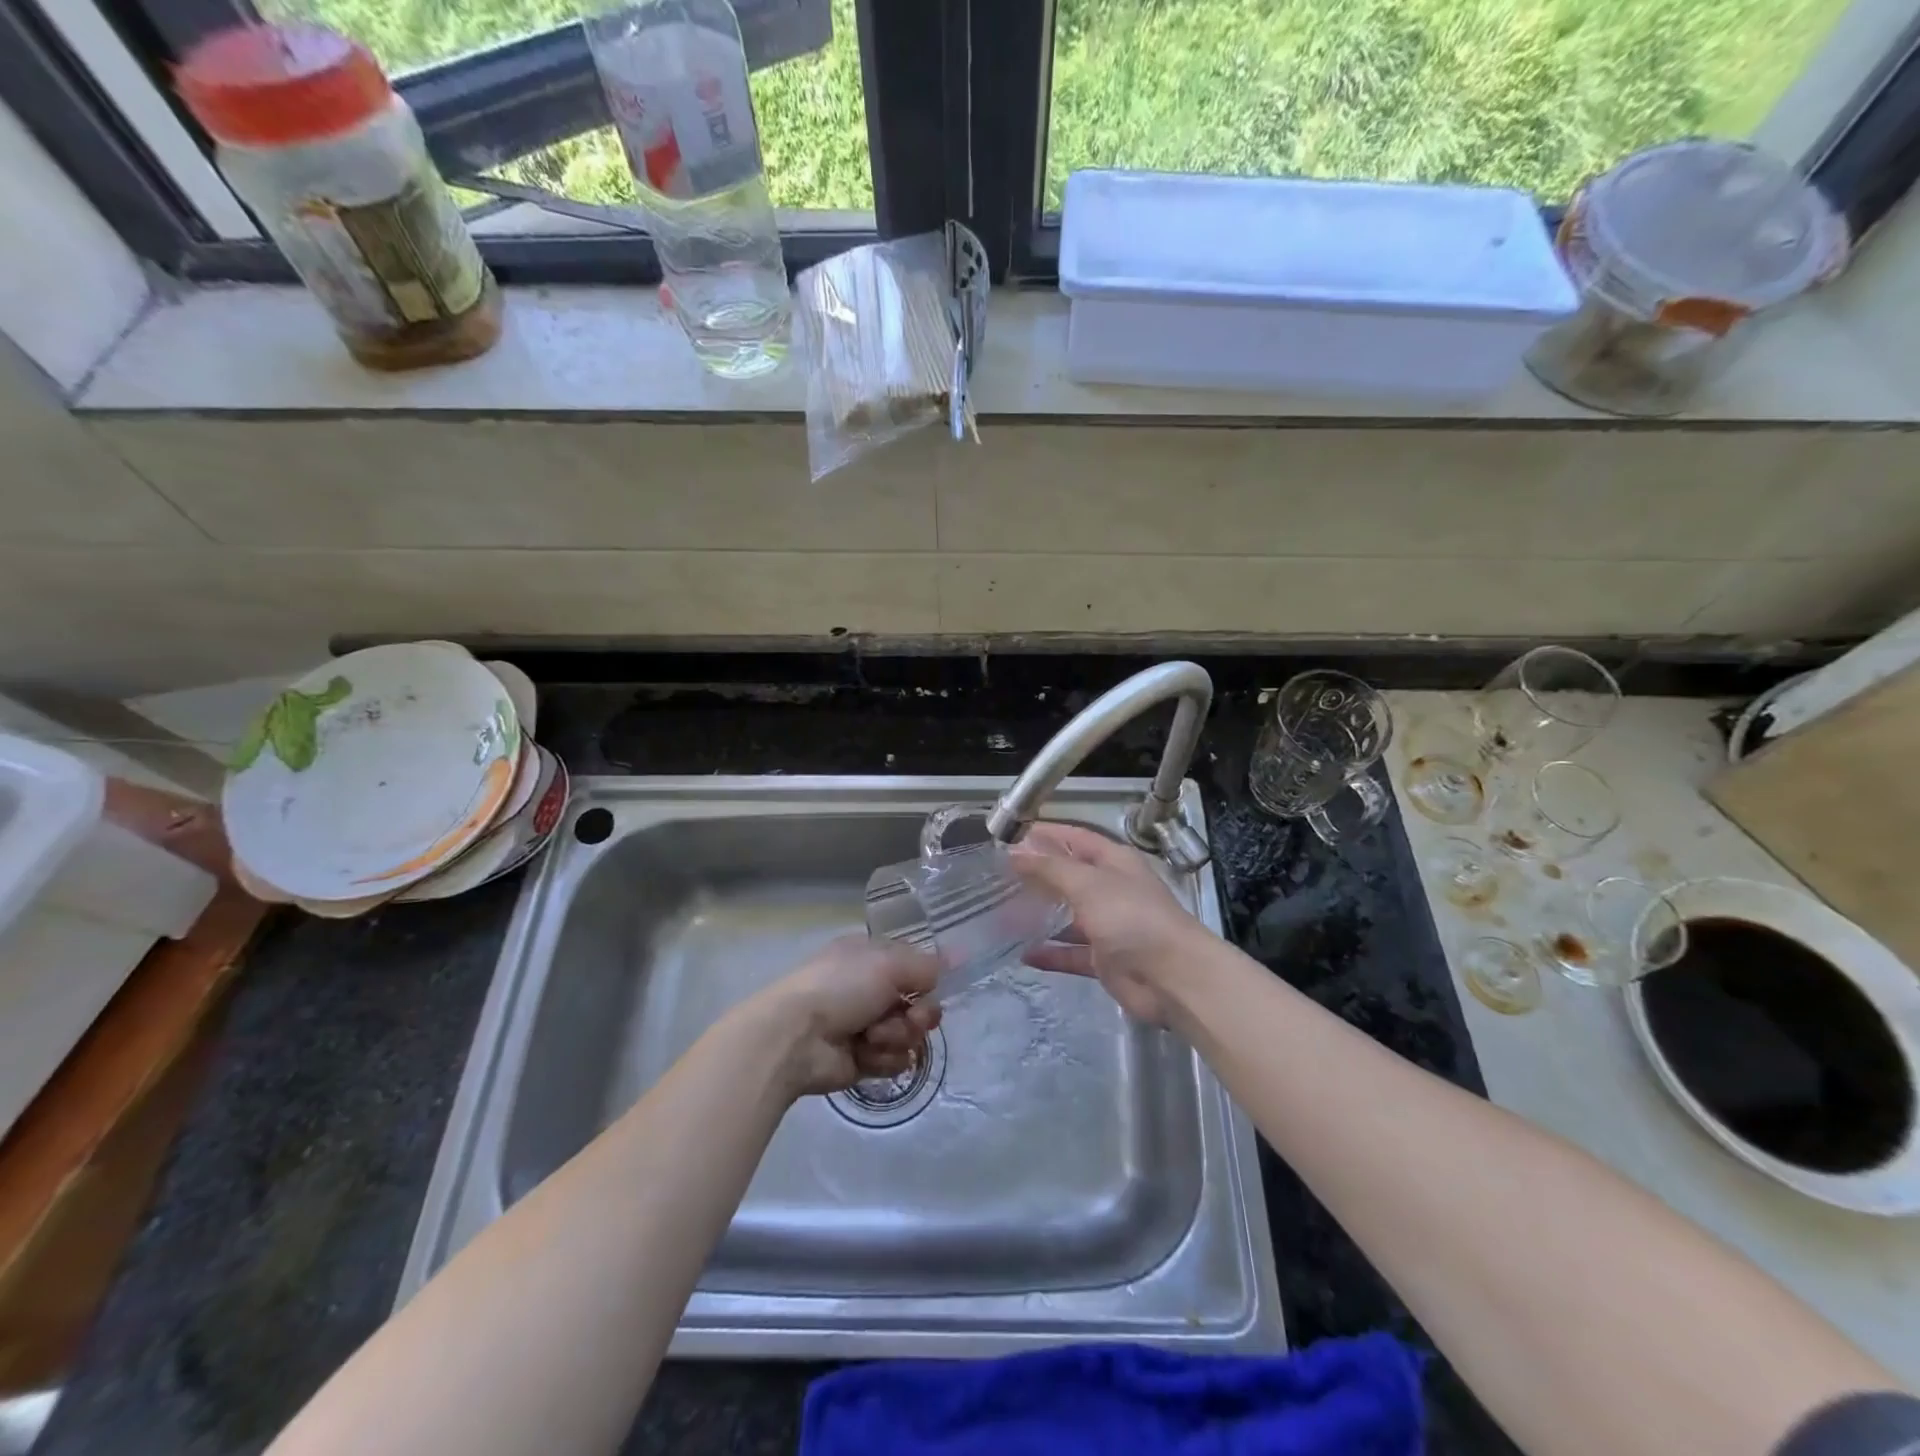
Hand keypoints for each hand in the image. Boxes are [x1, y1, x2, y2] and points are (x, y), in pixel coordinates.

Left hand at [746, 934, 942, 1098]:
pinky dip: (883, 1058)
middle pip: (918, 1003)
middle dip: (919, 1014)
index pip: (915, 967)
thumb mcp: (889, 963)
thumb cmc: (841, 986)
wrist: (796, 1036)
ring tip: (872, 1037)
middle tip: (910, 1018)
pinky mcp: (863, 1059)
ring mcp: (866, 1026)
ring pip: (909, 1034)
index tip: (934, 986)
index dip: (927, 979)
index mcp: (871, 958)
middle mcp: (870, 989)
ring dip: (897, 1037)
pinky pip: (894, 1060)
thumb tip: (959, 957)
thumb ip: (927, 965)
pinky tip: (865, 1054)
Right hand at [1009, 822, 1209, 1024]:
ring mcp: (1109, 926)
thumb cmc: (1132, 919)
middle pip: (1069, 876)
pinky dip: (1051, 954)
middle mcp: (1111, 889)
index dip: (1045, 834)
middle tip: (997, 876)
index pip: (1075, 838)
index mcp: (1114, 862)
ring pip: (1068, 916)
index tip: (1009, 835)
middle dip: (1037, 875)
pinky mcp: (1105, 960)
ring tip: (1003, 913)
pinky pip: (1071, 954)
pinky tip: (1024, 955)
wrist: (1173, 978)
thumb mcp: (1088, 884)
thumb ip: (1050, 868)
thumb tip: (1014, 852)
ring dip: (1041, 915)